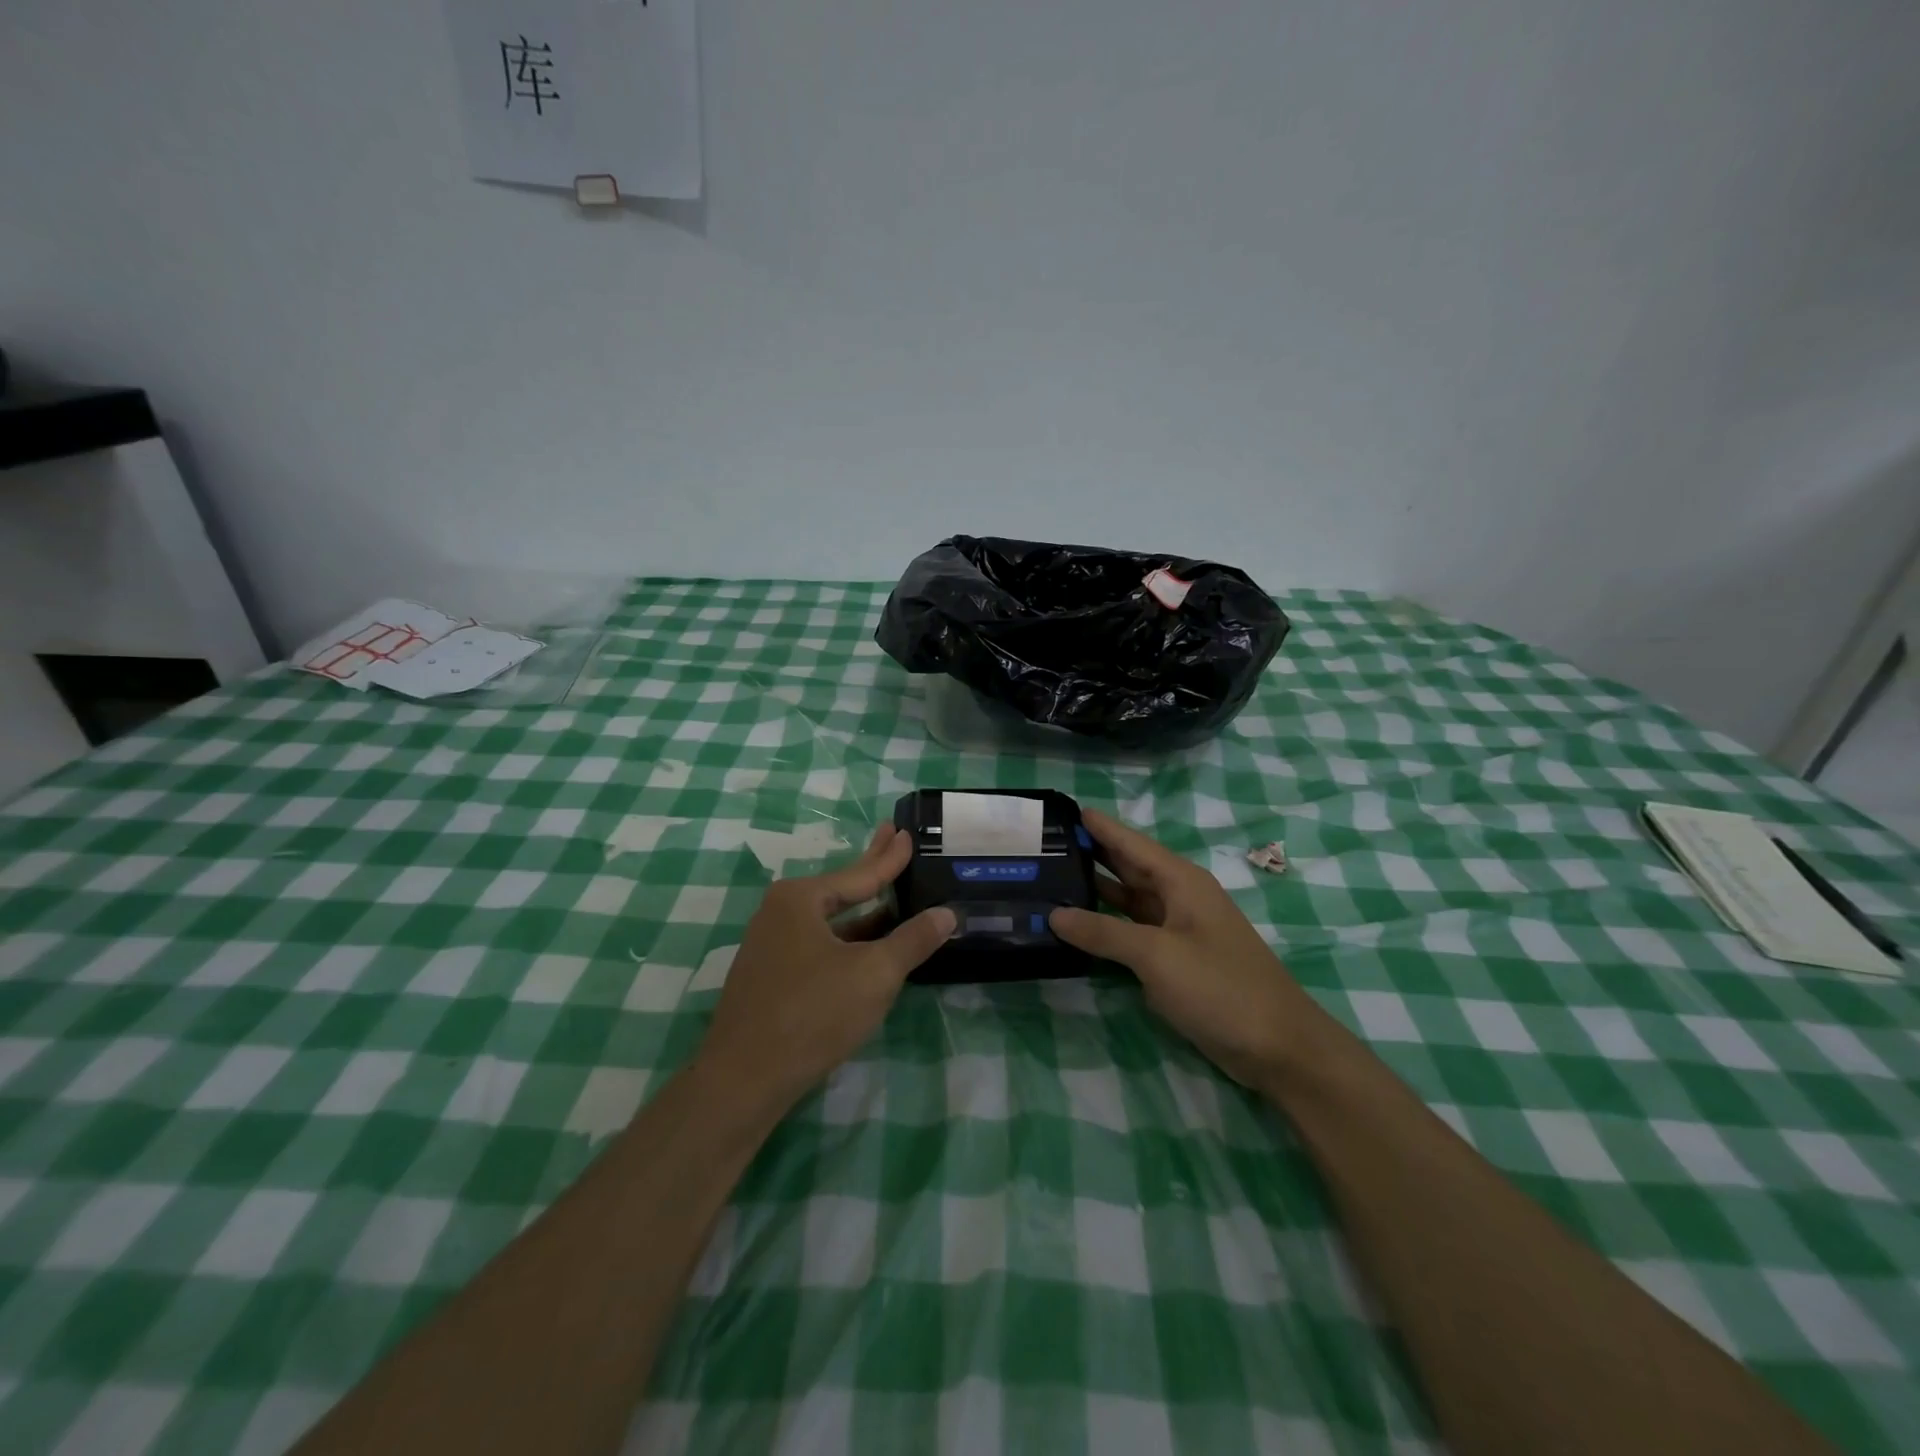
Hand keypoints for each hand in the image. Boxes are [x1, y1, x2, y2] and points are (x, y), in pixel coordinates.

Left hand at [695, 823, 954, 1116]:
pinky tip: (865, 944)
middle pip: (840, 888)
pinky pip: (817, 943)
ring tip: (890, 893)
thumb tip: (947, 914)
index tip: (906, 834)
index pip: (859, 873)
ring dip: (861, 910)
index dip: (889, 857)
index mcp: (800, 899)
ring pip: (828, 920)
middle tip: (893, 835)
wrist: (744, 1079)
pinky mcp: (769, 976)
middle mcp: (779, 912)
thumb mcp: (874, 975)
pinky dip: (846, 938)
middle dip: (871, 867)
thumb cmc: (813, 1013)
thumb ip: (912, 941)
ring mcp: (770, 945)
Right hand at [1050, 809, 1320, 1092]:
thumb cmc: (1219, 987)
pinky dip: (1108, 925)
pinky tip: (1080, 925)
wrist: (1277, 1046)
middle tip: (1044, 843)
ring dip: (1096, 889)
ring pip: (1130, 898)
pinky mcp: (1177, 959)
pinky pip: (1134, 930)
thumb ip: (1103, 932)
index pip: (1131, 842)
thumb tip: (1053, 914)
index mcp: (1181, 881)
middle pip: (1129, 866)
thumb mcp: (1156, 955)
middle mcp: (1179, 897)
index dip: (1099, 826)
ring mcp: (1179, 929)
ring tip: (1052, 877)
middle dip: (1092, 853)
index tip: (1063, 809)